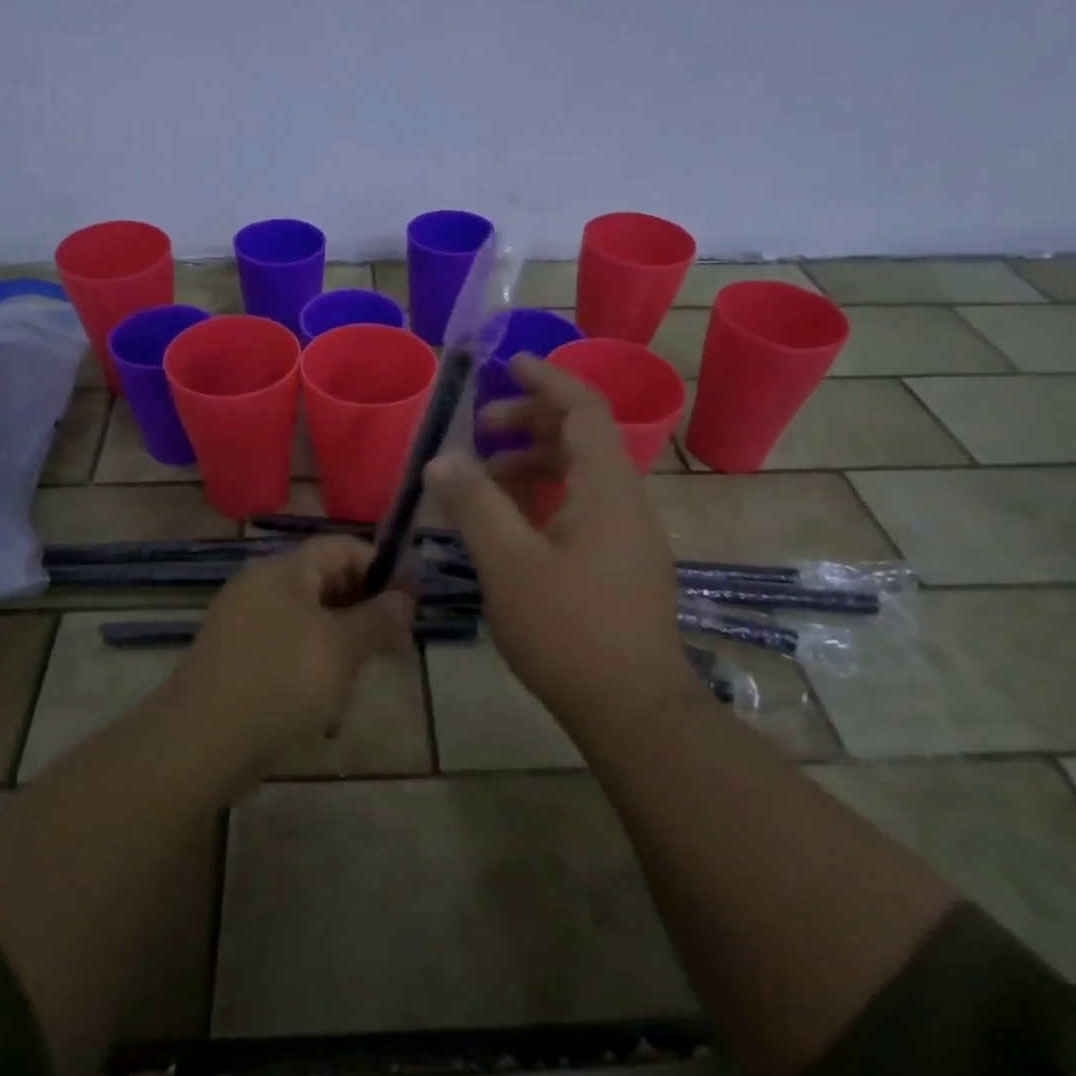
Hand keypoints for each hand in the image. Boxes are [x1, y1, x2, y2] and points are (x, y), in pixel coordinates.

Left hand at [175, 537, 413, 777]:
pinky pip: (287, 648)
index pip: (342, 547)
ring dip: (341, 644)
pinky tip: (324, 705)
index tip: (409, 604)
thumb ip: (378, 617)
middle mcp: (260, 586)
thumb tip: (403, 599)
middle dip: (363, 611)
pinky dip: (312, 665)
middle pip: (326, 582)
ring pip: (309, 619)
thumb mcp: (342, 648)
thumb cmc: (282, 681)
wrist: (202, 742)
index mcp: (283, 570)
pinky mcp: (236, 659)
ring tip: (356, 681)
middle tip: (392, 647)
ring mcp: (244, 623)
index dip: (380, 568)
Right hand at [426, 354, 694, 735]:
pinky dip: (542, 500)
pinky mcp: (619, 564)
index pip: (584, 409)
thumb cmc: (570, 631)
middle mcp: (624, 502)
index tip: (509, 364)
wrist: (634, 711)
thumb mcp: (509, 564)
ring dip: (531, 465)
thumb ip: (474, 505)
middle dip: (529, 423)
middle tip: (479, 431)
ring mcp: (626, 536)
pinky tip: (508, 525)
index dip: (547, 380)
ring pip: (578, 477)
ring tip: (483, 480)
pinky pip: (579, 509)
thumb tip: (441, 459)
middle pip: (580, 438)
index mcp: (606, 489)